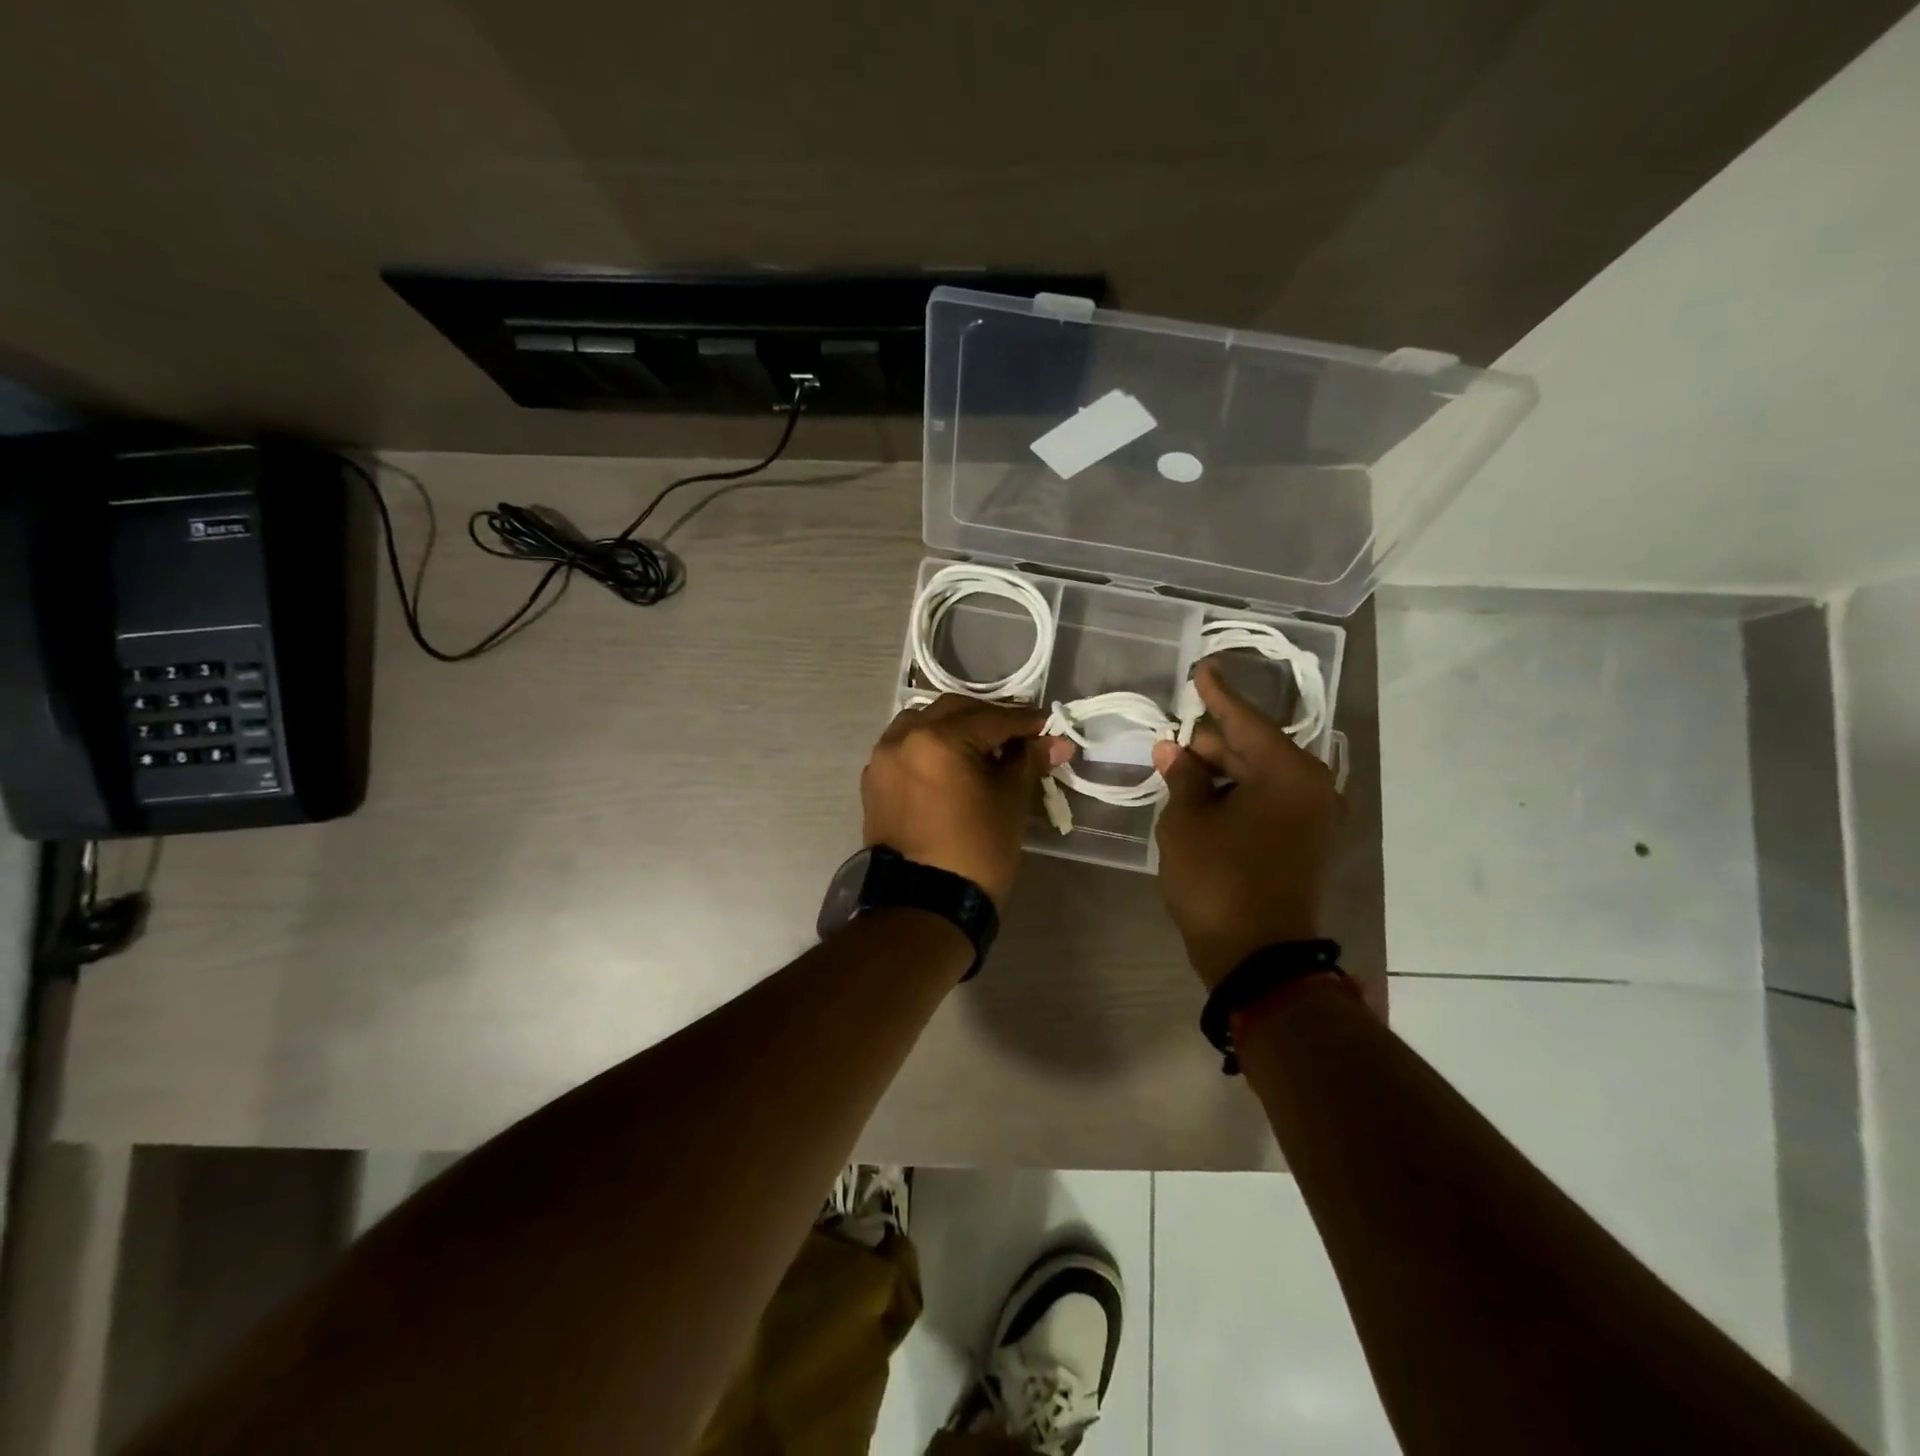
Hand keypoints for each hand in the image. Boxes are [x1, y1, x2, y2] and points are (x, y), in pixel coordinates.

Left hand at [863, 696, 1070, 906]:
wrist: (924, 903)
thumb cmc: (976, 850)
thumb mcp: (1011, 802)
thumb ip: (1029, 761)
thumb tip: (1055, 741)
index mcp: (939, 739)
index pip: (992, 718)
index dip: (1025, 721)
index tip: (1047, 726)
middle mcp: (904, 737)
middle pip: (954, 710)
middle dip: (988, 718)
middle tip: (1017, 734)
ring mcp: (883, 758)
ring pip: (923, 722)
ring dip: (953, 725)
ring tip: (980, 745)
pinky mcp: (874, 780)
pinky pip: (904, 746)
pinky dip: (928, 745)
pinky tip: (948, 762)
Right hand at [1151, 661, 1338, 988]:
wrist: (1258, 957)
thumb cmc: (1219, 881)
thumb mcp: (1187, 822)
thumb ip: (1182, 777)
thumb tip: (1174, 749)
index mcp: (1287, 772)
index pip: (1244, 720)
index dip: (1216, 694)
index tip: (1201, 668)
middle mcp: (1309, 786)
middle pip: (1252, 746)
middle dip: (1210, 740)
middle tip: (1172, 736)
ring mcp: (1310, 816)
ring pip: (1256, 775)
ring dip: (1219, 770)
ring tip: (1178, 766)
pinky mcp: (1301, 841)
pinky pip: (1264, 800)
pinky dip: (1233, 794)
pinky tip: (1199, 794)